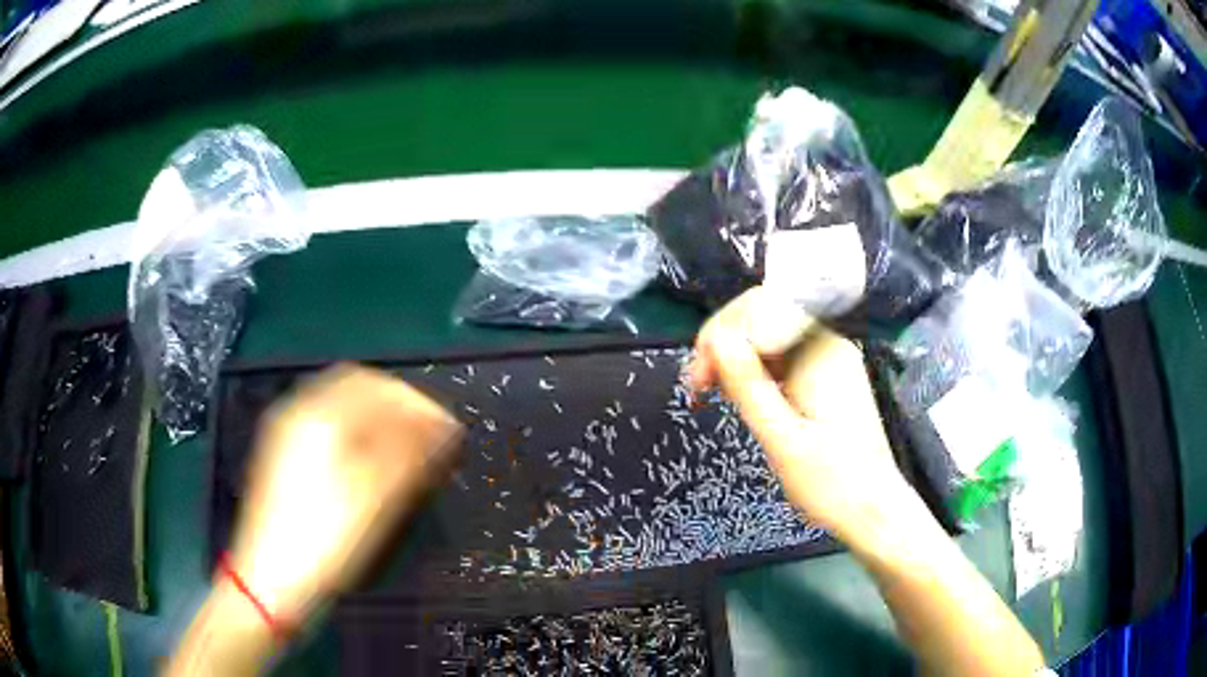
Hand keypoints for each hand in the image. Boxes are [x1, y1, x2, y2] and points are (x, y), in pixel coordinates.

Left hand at [226, 365, 461, 626]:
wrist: (273, 580)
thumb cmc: (325, 538)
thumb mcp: (374, 497)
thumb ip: (410, 453)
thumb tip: (443, 426)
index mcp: (317, 415)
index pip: (373, 384)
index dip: (415, 401)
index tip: (445, 427)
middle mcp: (298, 414)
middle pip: (355, 391)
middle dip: (397, 409)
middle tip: (428, 437)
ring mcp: (287, 437)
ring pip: (342, 412)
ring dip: (379, 424)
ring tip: (408, 453)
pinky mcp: (285, 461)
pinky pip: (329, 432)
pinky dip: (358, 438)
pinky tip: (373, 466)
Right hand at [688, 287, 910, 546]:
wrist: (873, 511)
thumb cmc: (831, 483)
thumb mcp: (783, 440)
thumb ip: (749, 386)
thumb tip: (715, 338)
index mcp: (821, 352)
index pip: (761, 308)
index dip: (721, 333)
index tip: (697, 379)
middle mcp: (827, 345)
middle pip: (765, 317)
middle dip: (725, 344)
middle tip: (697, 388)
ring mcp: (829, 360)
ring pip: (770, 338)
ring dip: (736, 359)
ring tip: (711, 394)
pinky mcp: (826, 378)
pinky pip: (782, 359)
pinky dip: (755, 372)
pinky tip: (741, 396)